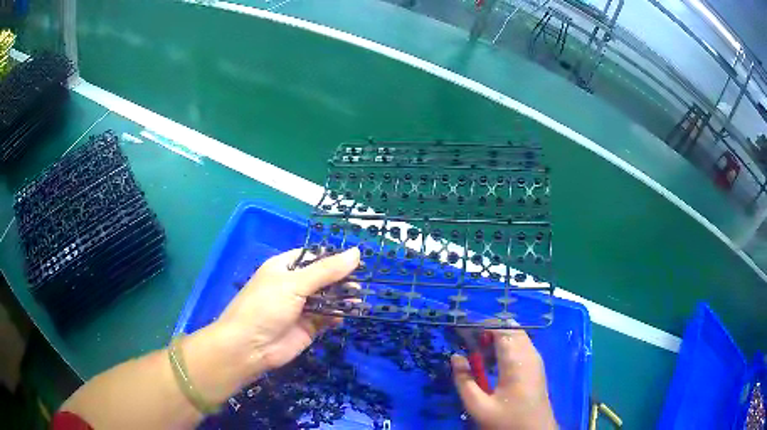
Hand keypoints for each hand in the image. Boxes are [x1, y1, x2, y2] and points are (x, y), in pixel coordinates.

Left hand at [213, 247, 360, 380]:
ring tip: (359, 298)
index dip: (334, 257)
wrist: (249, 347)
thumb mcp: (294, 284)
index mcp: (285, 267)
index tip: (358, 260)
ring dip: (343, 298)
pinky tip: (349, 313)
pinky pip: (328, 317)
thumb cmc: (266, 307)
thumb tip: (357, 253)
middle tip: (362, 283)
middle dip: (342, 279)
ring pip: (328, 298)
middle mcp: (294, 285)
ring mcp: (302, 307)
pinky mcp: (309, 327)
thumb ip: (326, 271)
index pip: (314, 256)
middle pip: (324, 277)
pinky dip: (339, 315)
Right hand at [451, 329, 557, 429]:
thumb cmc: (507, 420)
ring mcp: (535, 359)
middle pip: (511, 329)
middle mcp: (529, 355)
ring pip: (518, 336)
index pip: (501, 330)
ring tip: (479, 348)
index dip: (482, 325)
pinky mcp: (536, 366)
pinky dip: (507, 344)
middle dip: (490, 329)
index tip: (463, 330)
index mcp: (516, 362)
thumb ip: (464, 381)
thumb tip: (456, 357)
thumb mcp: (479, 406)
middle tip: (469, 340)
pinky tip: (494, 359)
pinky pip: (522, 345)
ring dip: (499, 336)